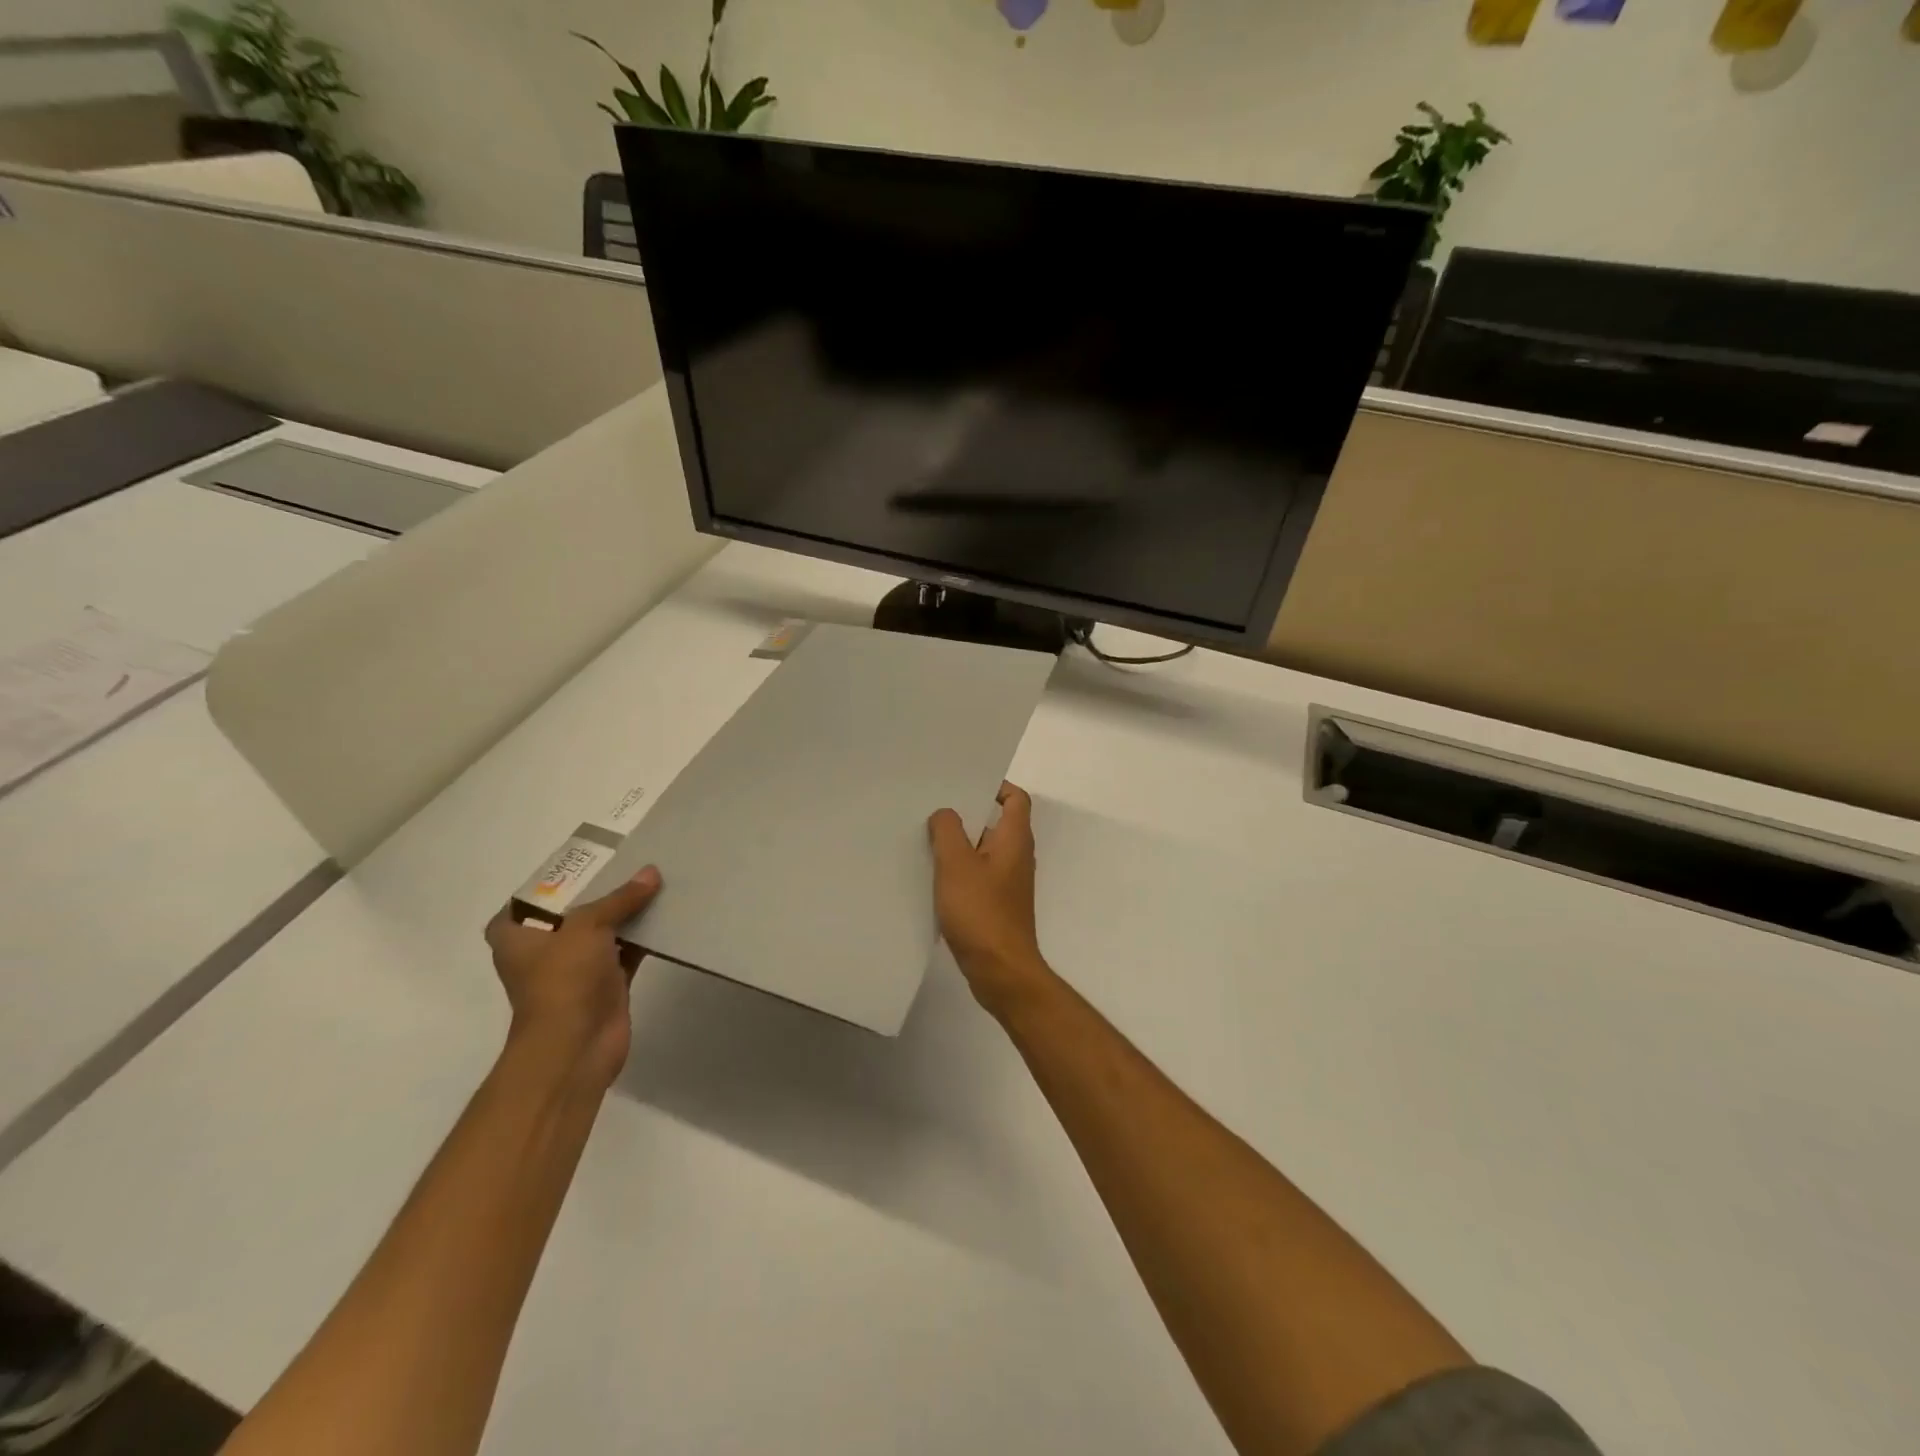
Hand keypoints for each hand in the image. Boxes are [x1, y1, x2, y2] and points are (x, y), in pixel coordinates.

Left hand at [484, 868, 660, 1087]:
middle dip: (598, 894)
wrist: (576, 1045)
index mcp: (517, 937)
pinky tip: (666, 916)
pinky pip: (626, 953)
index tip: (579, 866)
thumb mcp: (588, 926)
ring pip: (602, 933)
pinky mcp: (605, 986)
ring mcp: (574, 971)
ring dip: (625, 915)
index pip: (525, 902)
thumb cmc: (563, 979)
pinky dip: (643, 939)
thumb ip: (620, 899)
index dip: (548, 884)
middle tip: (627, 865)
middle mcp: (542, 952)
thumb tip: (651, 873)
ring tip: (654, 884)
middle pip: (571, 914)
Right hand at [928, 782, 1052, 1016]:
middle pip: (996, 823)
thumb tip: (945, 813)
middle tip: (935, 808)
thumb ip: (948, 831)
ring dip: (960, 844)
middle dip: (968, 814)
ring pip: (984, 851)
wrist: (1000, 970)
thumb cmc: (981, 911)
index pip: (1016, 799)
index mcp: (1015, 839)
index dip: (996, 787)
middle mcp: (1017, 857)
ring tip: (927, 838)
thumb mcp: (956, 864)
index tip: (964, 784)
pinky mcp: (997, 905)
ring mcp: (1008, 883)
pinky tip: (933, 876)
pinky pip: (978, 876)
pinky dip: (960, 870)